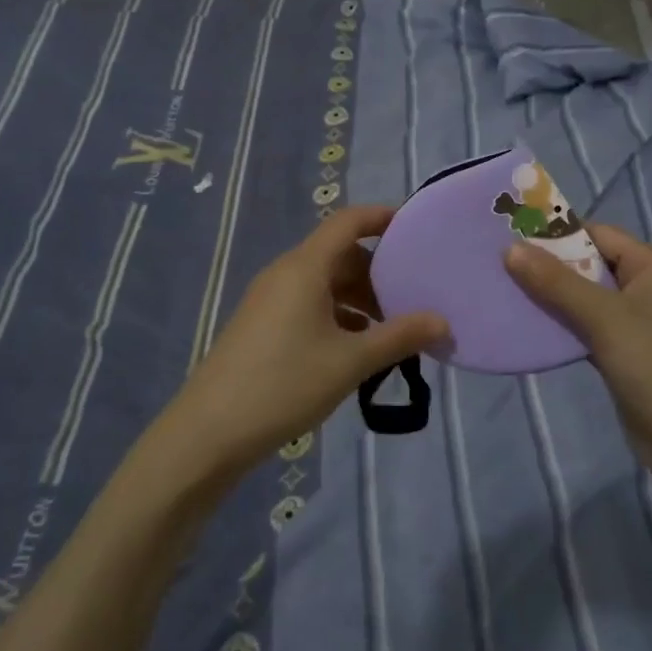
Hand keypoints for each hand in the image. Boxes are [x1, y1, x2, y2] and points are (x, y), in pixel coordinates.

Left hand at [167, 206, 447, 476]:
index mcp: (305, 268)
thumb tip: (442, 322)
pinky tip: (356, 350)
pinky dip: (337, 316)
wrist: (209, 432)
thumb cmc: (284, 384)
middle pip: (339, 254)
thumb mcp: (350, 361)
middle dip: (377, 271)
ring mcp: (270, 300)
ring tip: (390, 331)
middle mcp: (285, 273)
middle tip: (412, 297)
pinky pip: (308, 304)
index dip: (381, 217)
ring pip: (324, 283)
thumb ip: (399, 337)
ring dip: (358, 299)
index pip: (348, 222)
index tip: (415, 229)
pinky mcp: (262, 325)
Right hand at [506, 224, 651, 495]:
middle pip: (593, 266)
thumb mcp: (604, 318)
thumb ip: (556, 282)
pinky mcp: (631, 356)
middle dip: (551, 268)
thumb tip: (510, 248)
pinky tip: (533, 330)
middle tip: (503, 267)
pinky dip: (566, 328)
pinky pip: (592, 330)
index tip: (513, 238)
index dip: (558, 235)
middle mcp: (651, 289)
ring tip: (508, 295)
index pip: (600, 235)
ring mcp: (643, 325)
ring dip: (555, 299)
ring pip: (590, 300)